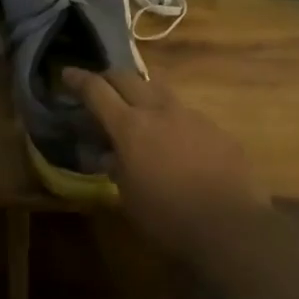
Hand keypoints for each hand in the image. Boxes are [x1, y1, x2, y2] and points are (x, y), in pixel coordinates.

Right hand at [63, 67, 265, 255]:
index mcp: (130, 127)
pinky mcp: (216, 128)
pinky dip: (173, 119)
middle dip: (109, 77)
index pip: (97, 91)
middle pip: (127, 77)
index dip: (79, 79)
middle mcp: (159, 111)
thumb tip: (112, 156)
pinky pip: (186, 114)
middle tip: (100, 86)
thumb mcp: (129, 198)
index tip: (67, 73)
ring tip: (139, 110)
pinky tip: (177, 142)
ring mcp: (191, 116)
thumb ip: (117, 169)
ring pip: (159, 89)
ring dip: (142, 93)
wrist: (232, 226)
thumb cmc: (168, 217)